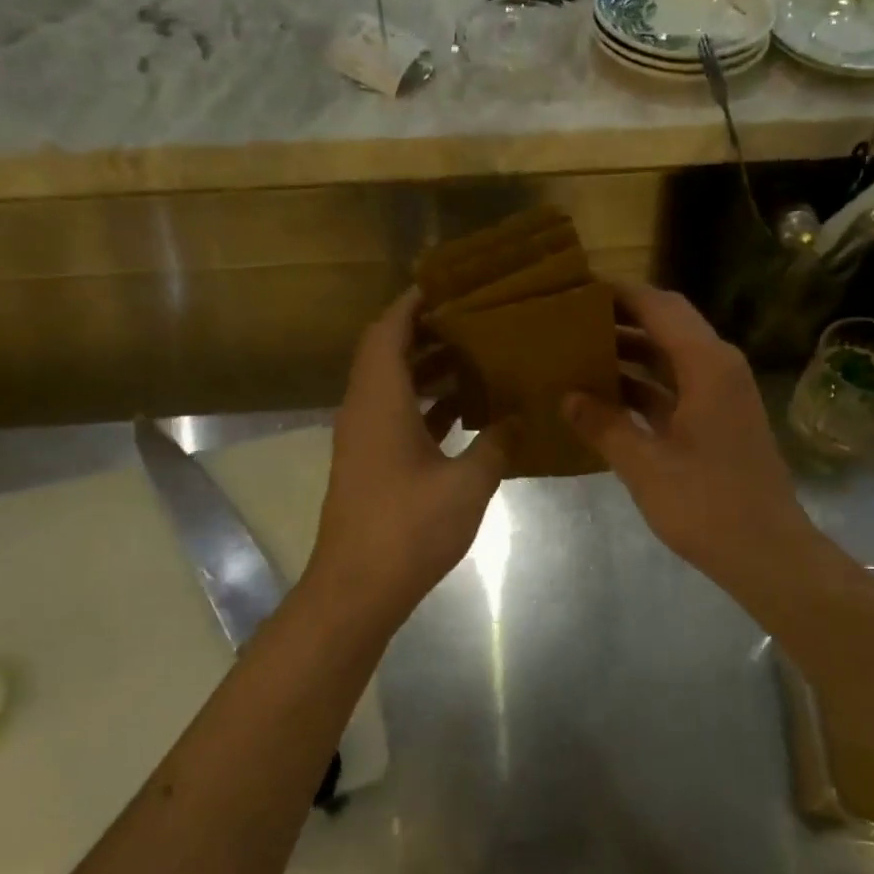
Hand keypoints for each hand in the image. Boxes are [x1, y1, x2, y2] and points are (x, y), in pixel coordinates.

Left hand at [307, 289, 508, 624]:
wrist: (357, 588)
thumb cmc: (409, 527)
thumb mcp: (467, 483)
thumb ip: (495, 443)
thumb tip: (515, 418)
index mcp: (380, 400)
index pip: (388, 330)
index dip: (413, 303)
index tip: (448, 285)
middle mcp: (364, 409)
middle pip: (388, 352)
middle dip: (427, 331)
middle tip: (474, 319)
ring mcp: (363, 438)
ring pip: (392, 385)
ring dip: (428, 368)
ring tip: (476, 357)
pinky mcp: (369, 463)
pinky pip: (396, 415)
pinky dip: (425, 404)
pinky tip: (464, 411)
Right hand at [564, 283, 816, 591]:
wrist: (767, 552)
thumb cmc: (707, 505)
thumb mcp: (645, 465)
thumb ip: (604, 425)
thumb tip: (567, 397)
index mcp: (707, 365)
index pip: (659, 306)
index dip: (619, 293)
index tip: (577, 287)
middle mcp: (718, 367)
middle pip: (667, 325)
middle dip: (621, 319)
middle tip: (571, 320)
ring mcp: (721, 394)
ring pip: (670, 357)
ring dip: (630, 353)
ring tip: (579, 353)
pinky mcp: (718, 419)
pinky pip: (675, 386)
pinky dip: (643, 386)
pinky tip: (605, 398)